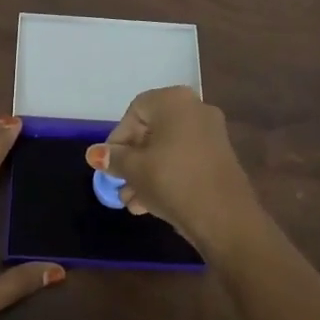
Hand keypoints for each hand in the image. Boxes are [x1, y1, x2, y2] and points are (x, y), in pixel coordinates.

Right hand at [84, 87, 259, 248]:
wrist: (225, 218)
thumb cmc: (172, 181)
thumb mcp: (134, 169)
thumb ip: (113, 158)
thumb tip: (95, 153)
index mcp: (174, 101)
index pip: (135, 112)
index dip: (117, 139)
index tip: (109, 165)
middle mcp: (195, 109)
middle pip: (151, 131)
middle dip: (131, 161)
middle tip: (119, 186)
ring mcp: (211, 134)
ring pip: (167, 149)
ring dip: (146, 174)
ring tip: (132, 203)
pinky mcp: (219, 158)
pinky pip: (184, 160)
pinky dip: (166, 176)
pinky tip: (150, 205)